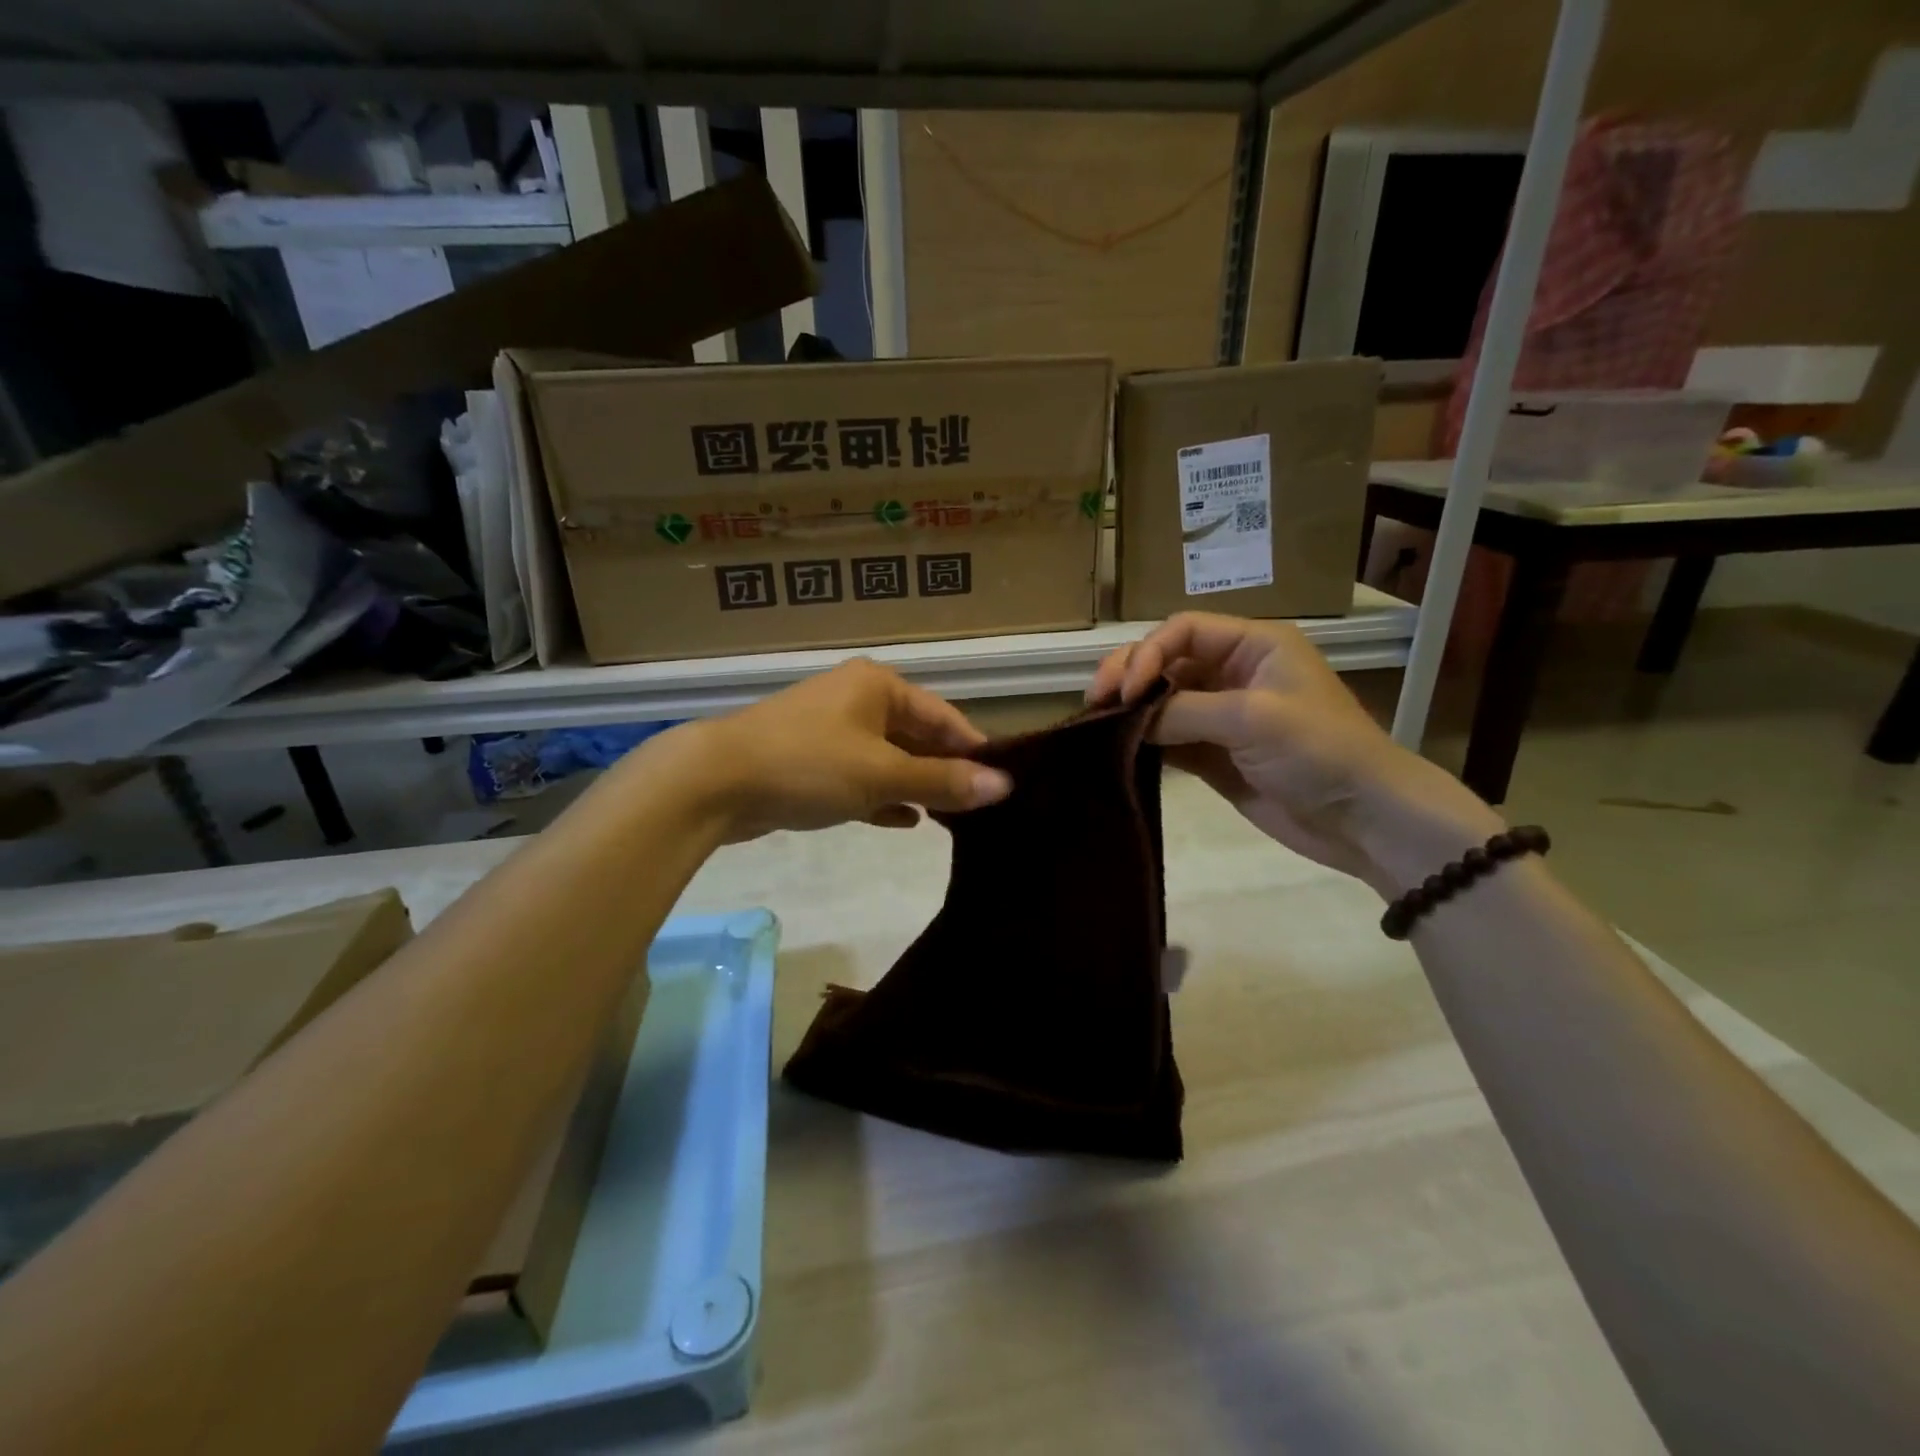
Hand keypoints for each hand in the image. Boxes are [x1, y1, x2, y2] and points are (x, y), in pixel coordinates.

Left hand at [667, 659, 1011, 842]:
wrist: (714, 781)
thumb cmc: (809, 764)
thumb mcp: (882, 774)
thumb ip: (942, 781)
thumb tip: (1004, 786)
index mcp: (879, 686)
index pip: (944, 717)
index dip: (974, 750)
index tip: (1004, 784)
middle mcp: (857, 700)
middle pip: (916, 736)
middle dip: (945, 771)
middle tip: (982, 809)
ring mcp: (831, 731)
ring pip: (888, 759)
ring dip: (916, 785)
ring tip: (953, 819)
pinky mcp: (810, 762)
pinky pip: (860, 777)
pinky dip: (883, 796)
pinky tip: (906, 821)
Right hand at [1088, 613, 1500, 895]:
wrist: (1361, 818)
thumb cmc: (1318, 751)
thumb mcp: (1253, 717)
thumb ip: (1184, 710)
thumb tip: (1128, 718)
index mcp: (1253, 645)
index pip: (1183, 630)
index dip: (1147, 652)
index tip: (1125, 689)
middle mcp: (1233, 672)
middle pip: (1166, 660)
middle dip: (1128, 674)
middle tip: (1095, 700)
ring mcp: (1221, 715)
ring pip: (1161, 699)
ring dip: (1129, 708)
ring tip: (1096, 722)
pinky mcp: (1213, 753)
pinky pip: (1167, 737)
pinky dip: (1141, 740)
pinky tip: (1117, 747)